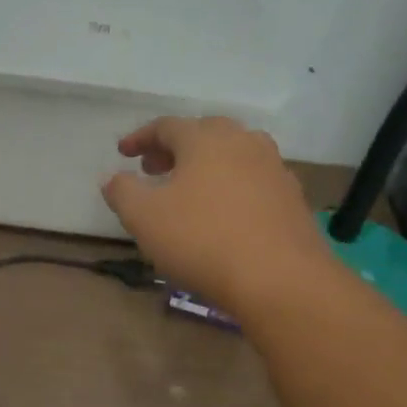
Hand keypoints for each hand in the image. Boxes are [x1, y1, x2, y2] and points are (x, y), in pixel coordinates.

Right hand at [101, 116, 331, 314]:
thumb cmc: (203, 240)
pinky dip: (232, 186)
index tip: (123, 153)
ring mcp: (274, 169)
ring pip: (234, 154)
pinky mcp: (292, 198)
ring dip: (206, 165)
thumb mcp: (144, 218)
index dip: (140, 138)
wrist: (281, 280)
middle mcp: (243, 142)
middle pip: (204, 133)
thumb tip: (113, 178)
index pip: (166, 126)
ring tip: (189, 190)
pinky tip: (224, 212)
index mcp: (205, 139)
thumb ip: (122, 192)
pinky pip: (254, 180)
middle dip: (175, 148)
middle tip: (154, 168)